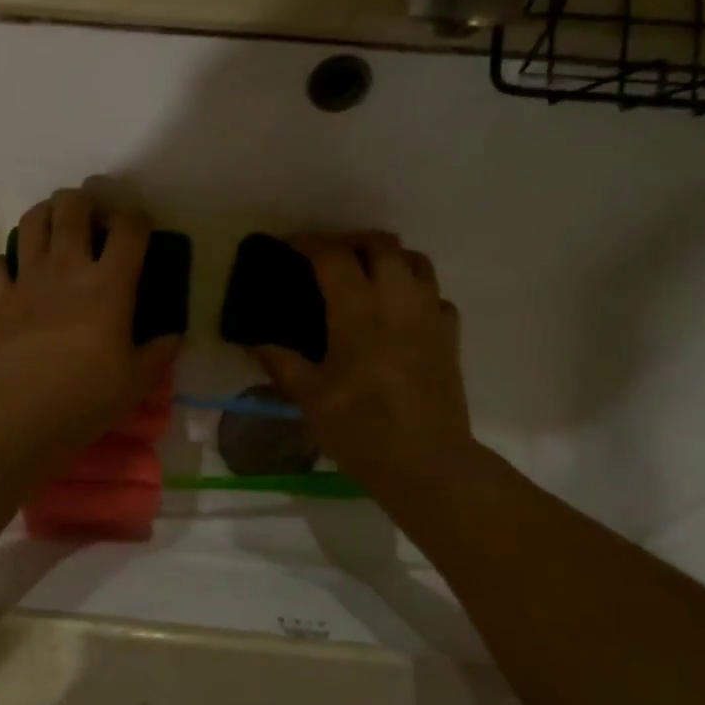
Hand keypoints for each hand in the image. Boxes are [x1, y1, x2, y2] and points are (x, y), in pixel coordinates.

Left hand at [0, 187, 179, 449]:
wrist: (21, 412)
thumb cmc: (87, 395)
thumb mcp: (137, 381)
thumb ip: (158, 354)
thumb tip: (173, 337)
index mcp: (110, 283)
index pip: (129, 228)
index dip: (136, 217)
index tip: (138, 227)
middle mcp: (67, 268)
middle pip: (73, 207)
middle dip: (85, 201)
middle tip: (92, 218)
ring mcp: (27, 279)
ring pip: (32, 222)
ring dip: (45, 215)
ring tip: (55, 228)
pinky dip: (6, 262)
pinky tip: (15, 274)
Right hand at [251, 232, 475, 501]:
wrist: (426, 462)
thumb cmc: (360, 429)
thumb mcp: (309, 398)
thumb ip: (281, 363)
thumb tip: (255, 343)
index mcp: (358, 311)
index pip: (333, 256)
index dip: (309, 242)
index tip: (289, 245)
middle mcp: (398, 301)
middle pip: (380, 245)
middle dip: (349, 241)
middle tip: (325, 257)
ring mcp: (430, 316)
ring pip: (415, 261)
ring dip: (386, 257)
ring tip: (363, 275)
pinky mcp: (449, 336)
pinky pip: (434, 295)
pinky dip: (413, 290)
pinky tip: (397, 312)